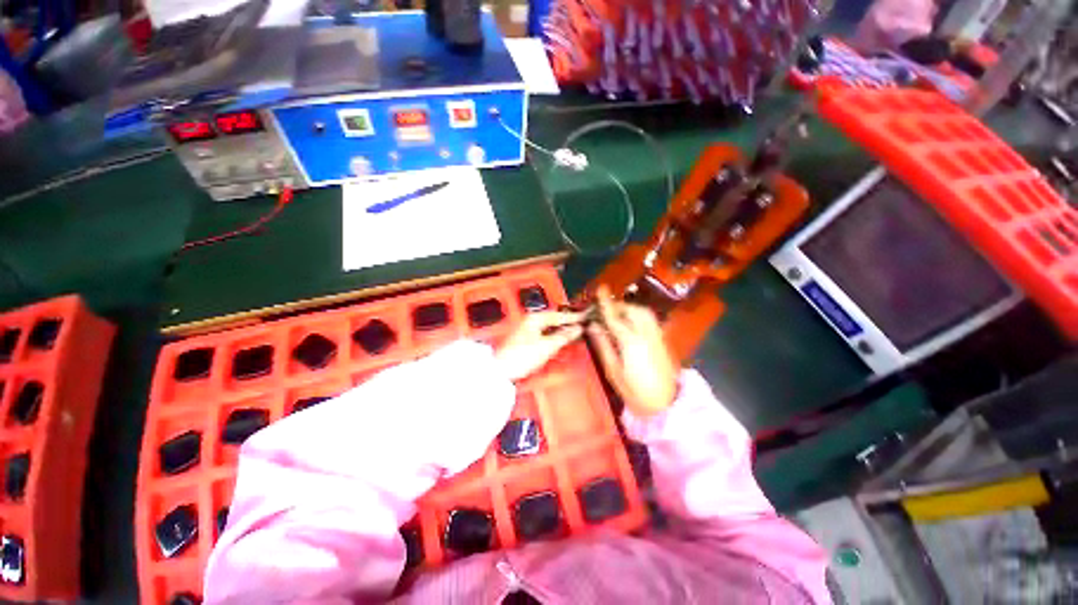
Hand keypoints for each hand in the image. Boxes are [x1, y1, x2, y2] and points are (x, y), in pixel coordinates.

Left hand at [495, 311, 584, 380]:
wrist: (502, 370)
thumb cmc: (519, 357)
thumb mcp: (547, 346)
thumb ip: (563, 336)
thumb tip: (576, 329)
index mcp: (535, 318)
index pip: (559, 315)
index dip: (573, 317)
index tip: (584, 318)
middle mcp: (530, 321)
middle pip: (553, 320)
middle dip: (567, 323)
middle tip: (580, 325)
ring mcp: (527, 330)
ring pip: (549, 327)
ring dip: (561, 330)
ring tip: (572, 333)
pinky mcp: (525, 340)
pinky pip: (544, 334)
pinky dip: (553, 336)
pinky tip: (558, 341)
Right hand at [588, 286, 677, 417]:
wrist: (666, 404)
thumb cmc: (634, 391)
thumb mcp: (613, 371)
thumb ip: (603, 345)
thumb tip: (593, 326)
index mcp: (631, 342)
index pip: (615, 317)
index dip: (606, 303)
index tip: (600, 289)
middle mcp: (646, 334)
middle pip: (632, 310)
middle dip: (618, 305)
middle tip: (605, 310)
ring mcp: (657, 336)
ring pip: (644, 312)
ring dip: (629, 308)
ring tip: (617, 314)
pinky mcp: (662, 340)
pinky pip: (650, 319)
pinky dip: (639, 314)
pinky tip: (631, 322)